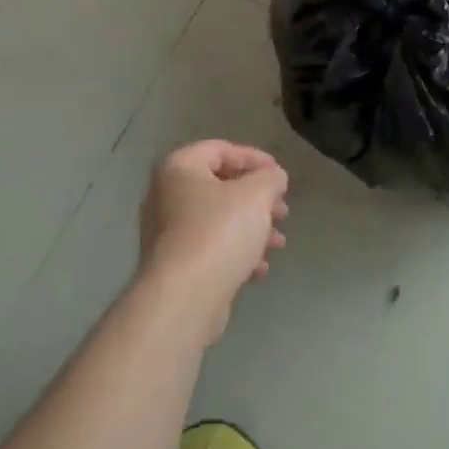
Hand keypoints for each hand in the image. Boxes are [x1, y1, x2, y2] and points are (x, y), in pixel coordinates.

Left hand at [138, 140, 288, 342]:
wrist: (184, 299)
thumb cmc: (219, 232)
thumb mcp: (257, 194)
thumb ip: (271, 177)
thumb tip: (273, 177)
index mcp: (179, 168)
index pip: (221, 149)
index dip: (254, 158)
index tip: (280, 175)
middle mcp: (166, 196)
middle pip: (221, 186)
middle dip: (257, 198)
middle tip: (282, 210)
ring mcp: (167, 233)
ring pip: (219, 219)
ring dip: (252, 227)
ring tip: (278, 242)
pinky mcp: (174, 265)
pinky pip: (210, 248)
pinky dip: (236, 252)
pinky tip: (259, 268)